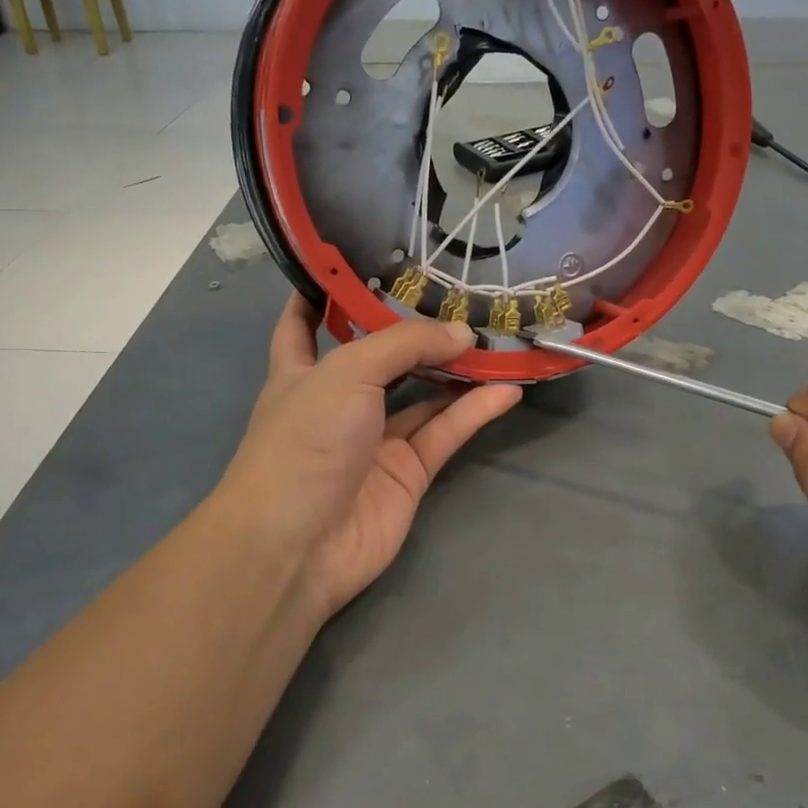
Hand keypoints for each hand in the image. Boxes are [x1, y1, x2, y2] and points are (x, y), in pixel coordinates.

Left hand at [219, 295, 520, 620]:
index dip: (322, 294)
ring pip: (423, 395)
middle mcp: (338, 402)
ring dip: (456, 370)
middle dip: (414, 331)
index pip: (303, 324)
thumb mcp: (348, 372)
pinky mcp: (407, 473)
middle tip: (458, 297)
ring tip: (496, 338)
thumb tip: (463, 333)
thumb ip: (406, 344)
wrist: (299, 544)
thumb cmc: (305, 440)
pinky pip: (446, 433)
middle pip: (380, 357)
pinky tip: (508, 388)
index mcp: (301, 372)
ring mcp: (374, 440)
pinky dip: (475, 411)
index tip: (353, 263)